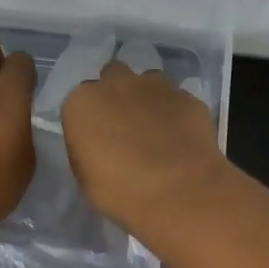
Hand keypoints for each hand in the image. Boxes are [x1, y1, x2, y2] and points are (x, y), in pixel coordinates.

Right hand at [60, 61, 230, 230]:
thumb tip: (98, 142)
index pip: (81, 100)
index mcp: (83, 102)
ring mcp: (156, 86)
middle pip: (113, 76)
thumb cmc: (121, 191)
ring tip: (157, 129)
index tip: (99, 138)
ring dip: (148, 98)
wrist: (178, 191)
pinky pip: (177, 100)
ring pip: (148, 82)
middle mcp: (117, 84)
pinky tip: (182, 138)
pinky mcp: (187, 97)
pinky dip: (176, 113)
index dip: (91, 118)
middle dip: (118, 94)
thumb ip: (87, 148)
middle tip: (126, 125)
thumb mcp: (86, 177)